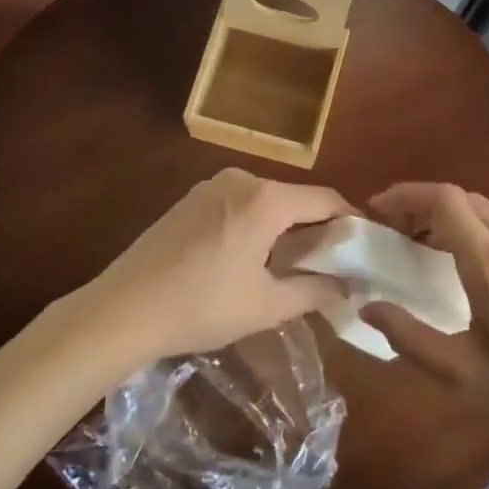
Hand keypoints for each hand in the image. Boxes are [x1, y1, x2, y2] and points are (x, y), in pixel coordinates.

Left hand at [86, 168, 352, 360]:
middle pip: (295, 199)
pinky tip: (249, 259)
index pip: (326, 199)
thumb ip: (314, 292)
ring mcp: (212, 185)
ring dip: (285, 228)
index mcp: (266, 199)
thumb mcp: (265, 306)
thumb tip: (348, 288)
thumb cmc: (201, 306)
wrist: (122, 309)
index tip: (366, 246)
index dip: (351, 221)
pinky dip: (256, 225)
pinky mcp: (190, 199)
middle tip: (332, 264)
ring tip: (292, 266)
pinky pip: (239, 204)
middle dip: (317, 228)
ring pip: (266, 202)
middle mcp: (242, 179)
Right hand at [360, 183, 488, 443]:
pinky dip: (472, 229)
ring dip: (448, 215)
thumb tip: (368, 307)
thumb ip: (410, 339)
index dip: (407, 195)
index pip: (444, 199)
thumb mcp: (463, 374)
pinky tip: (465, 265)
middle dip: (422, 203)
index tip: (378, 210)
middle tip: (394, 229)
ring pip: (484, 210)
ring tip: (422, 246)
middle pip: (462, 198)